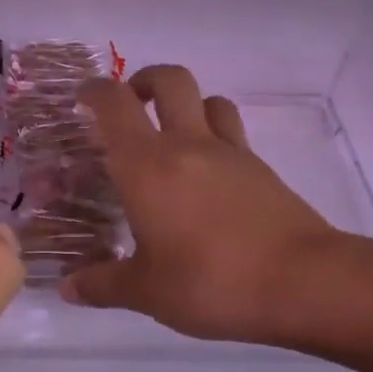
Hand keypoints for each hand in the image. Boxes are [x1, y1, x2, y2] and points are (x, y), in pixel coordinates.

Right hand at [62, 65, 347, 346]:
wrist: (304, 282)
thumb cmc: (211, 281)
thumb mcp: (146, 292)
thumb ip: (102, 284)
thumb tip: (69, 288)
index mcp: (147, 165)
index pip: (115, 105)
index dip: (94, 92)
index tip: (81, 100)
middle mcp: (187, 145)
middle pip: (169, 80)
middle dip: (143, 81)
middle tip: (129, 107)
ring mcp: (230, 153)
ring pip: (208, 100)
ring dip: (185, 105)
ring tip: (170, 136)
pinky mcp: (261, 169)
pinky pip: (232, 132)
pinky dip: (214, 135)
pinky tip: (206, 175)